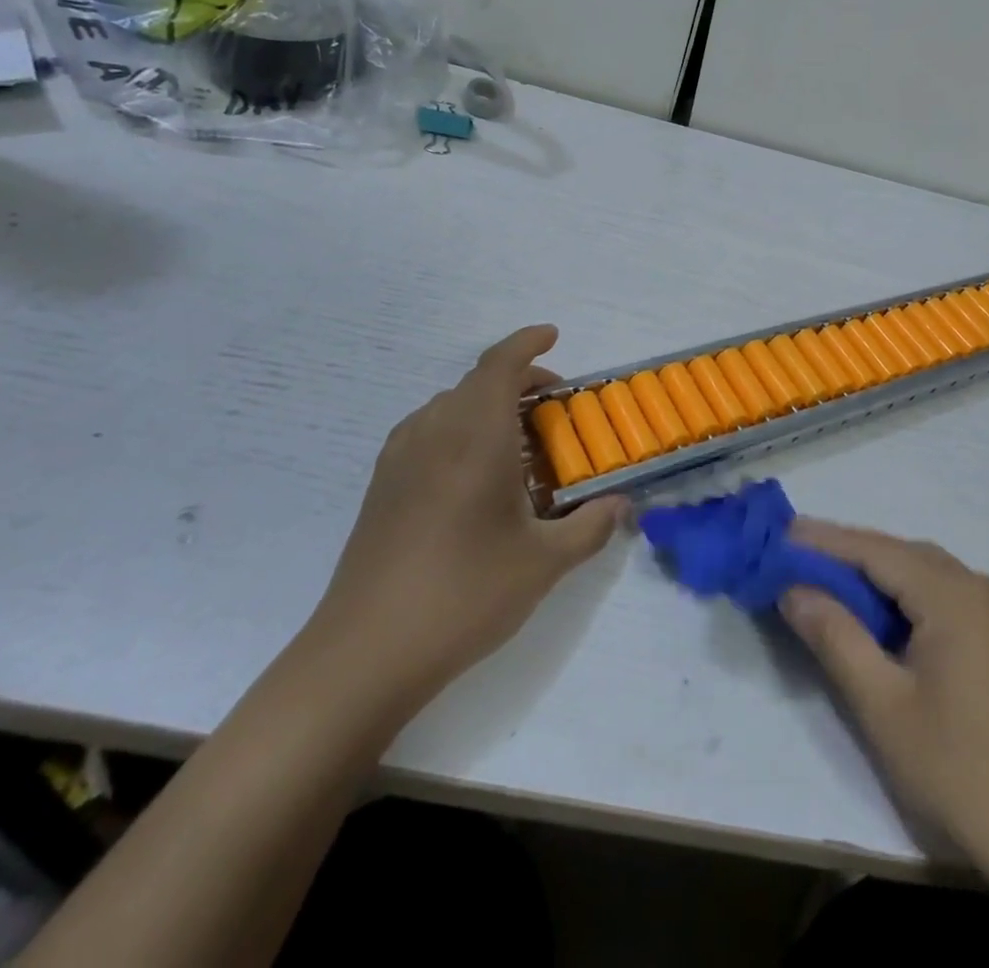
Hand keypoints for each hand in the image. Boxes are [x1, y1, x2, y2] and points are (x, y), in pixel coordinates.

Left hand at [304, 325, 623, 725]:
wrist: (366, 653)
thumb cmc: (466, 594)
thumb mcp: (544, 564)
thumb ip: (590, 526)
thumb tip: (622, 505)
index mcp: (475, 436)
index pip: (500, 365)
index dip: (527, 342)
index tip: (553, 335)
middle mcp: (433, 433)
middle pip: (477, 383)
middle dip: (519, 381)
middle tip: (554, 407)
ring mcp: (400, 459)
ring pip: (450, 406)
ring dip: (488, 406)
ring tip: (519, 442)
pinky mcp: (381, 487)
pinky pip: (428, 432)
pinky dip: (460, 430)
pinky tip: (475, 474)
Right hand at [779, 521, 988, 869]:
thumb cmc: (964, 772)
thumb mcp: (884, 706)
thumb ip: (835, 636)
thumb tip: (793, 589)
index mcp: (955, 594)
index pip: (874, 549)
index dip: (822, 540)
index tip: (777, 534)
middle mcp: (980, 585)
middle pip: (900, 554)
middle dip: (845, 554)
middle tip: (791, 558)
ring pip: (922, 574)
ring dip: (874, 575)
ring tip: (823, 582)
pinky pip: (943, 596)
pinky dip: (903, 598)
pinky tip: (878, 617)